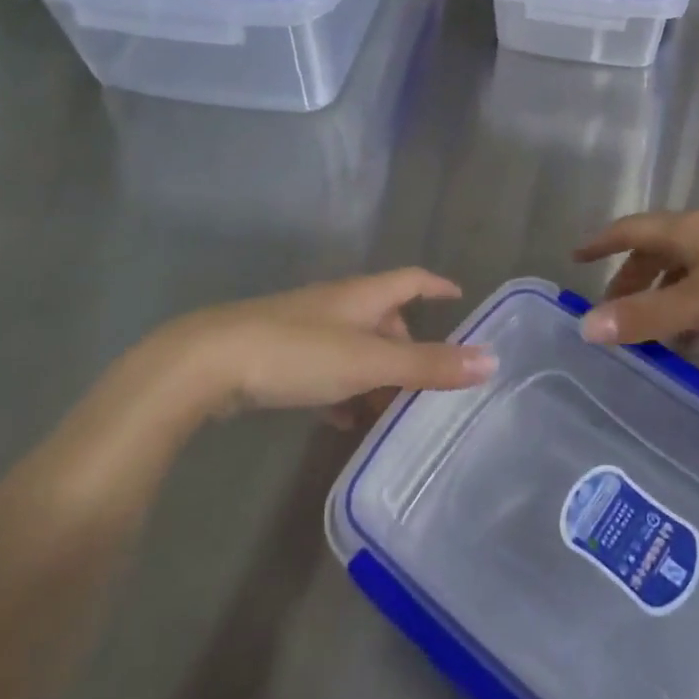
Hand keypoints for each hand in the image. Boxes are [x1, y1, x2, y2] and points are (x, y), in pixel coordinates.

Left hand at [149, 269, 495, 415]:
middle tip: (425, 380)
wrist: (207, 363)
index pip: (410, 280)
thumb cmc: (297, 353)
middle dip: (407, 344)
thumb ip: (427, 364)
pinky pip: (325, 368)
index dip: (436, 286)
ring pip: (354, 346)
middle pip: (383, 317)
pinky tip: (341, 419)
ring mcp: (304, 329)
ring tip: (388, 410)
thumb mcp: (368, 361)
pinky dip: (342, 389)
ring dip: (375, 373)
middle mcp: (336, 305)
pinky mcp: (278, 355)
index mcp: (361, 296)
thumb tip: (491, 359)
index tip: (459, 296)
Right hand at [572, 211, 698, 347]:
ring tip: (646, 335)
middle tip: (610, 310)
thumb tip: (586, 326)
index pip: (631, 229)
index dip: (602, 243)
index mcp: (689, 231)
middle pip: (656, 251)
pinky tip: (693, 342)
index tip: (575, 257)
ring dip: (660, 299)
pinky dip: (691, 311)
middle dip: (630, 279)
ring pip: (684, 273)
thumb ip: (646, 316)